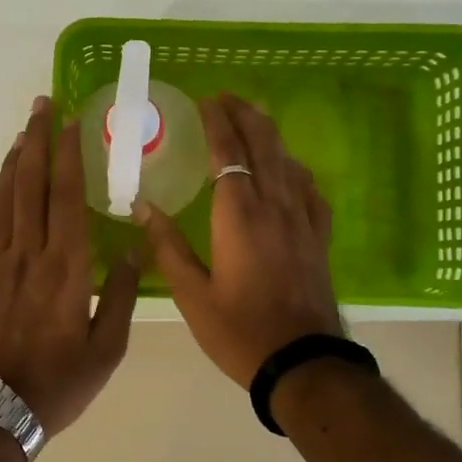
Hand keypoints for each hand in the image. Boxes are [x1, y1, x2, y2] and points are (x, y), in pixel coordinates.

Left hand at [0, 95, 139, 433]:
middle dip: (36, 140)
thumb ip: (120, 295)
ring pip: (2, 202)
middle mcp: (26, 254)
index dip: (68, 154)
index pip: (66, 195)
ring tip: (21, 137)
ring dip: (13, 165)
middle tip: (40, 106)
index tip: (69, 120)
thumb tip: (132, 250)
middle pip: (29, 185)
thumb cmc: (59, 382)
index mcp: (64, 266)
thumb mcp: (107, 348)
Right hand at [135, 93, 340, 386]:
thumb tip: (144, 206)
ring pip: (288, 162)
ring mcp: (302, 221)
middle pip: (264, 146)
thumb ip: (167, 246)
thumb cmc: (239, 331)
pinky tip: (290, 170)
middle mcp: (274, 206)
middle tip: (228, 98)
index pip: (229, 153)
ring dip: (270, 135)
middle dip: (246, 116)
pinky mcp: (318, 238)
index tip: (207, 100)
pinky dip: (295, 170)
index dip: (218, 123)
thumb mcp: (192, 294)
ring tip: (254, 120)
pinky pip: (310, 190)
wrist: (302, 363)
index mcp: (239, 215)